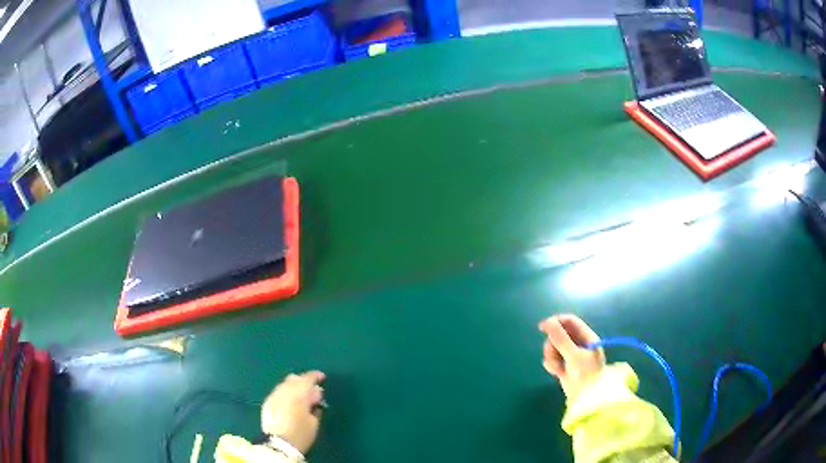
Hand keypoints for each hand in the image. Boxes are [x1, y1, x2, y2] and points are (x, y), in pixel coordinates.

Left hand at [261, 370, 325, 453]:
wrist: (278, 444)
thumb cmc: (301, 434)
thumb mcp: (314, 421)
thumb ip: (314, 405)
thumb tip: (315, 395)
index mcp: (297, 394)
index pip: (307, 378)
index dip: (315, 376)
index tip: (322, 377)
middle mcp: (283, 391)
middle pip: (294, 378)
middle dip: (303, 381)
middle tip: (312, 392)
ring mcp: (273, 396)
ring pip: (284, 384)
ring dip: (293, 388)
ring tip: (301, 398)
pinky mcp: (267, 403)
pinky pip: (278, 393)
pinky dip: (286, 394)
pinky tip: (290, 404)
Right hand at [538, 314, 605, 399]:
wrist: (586, 398)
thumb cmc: (585, 374)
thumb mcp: (573, 355)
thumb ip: (560, 338)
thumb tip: (546, 322)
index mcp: (586, 337)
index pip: (570, 321)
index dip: (556, 321)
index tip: (542, 327)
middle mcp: (579, 344)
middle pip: (559, 334)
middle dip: (552, 344)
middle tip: (551, 353)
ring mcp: (571, 355)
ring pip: (554, 347)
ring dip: (551, 356)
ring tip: (556, 367)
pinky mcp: (565, 366)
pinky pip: (553, 359)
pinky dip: (552, 364)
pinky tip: (556, 372)